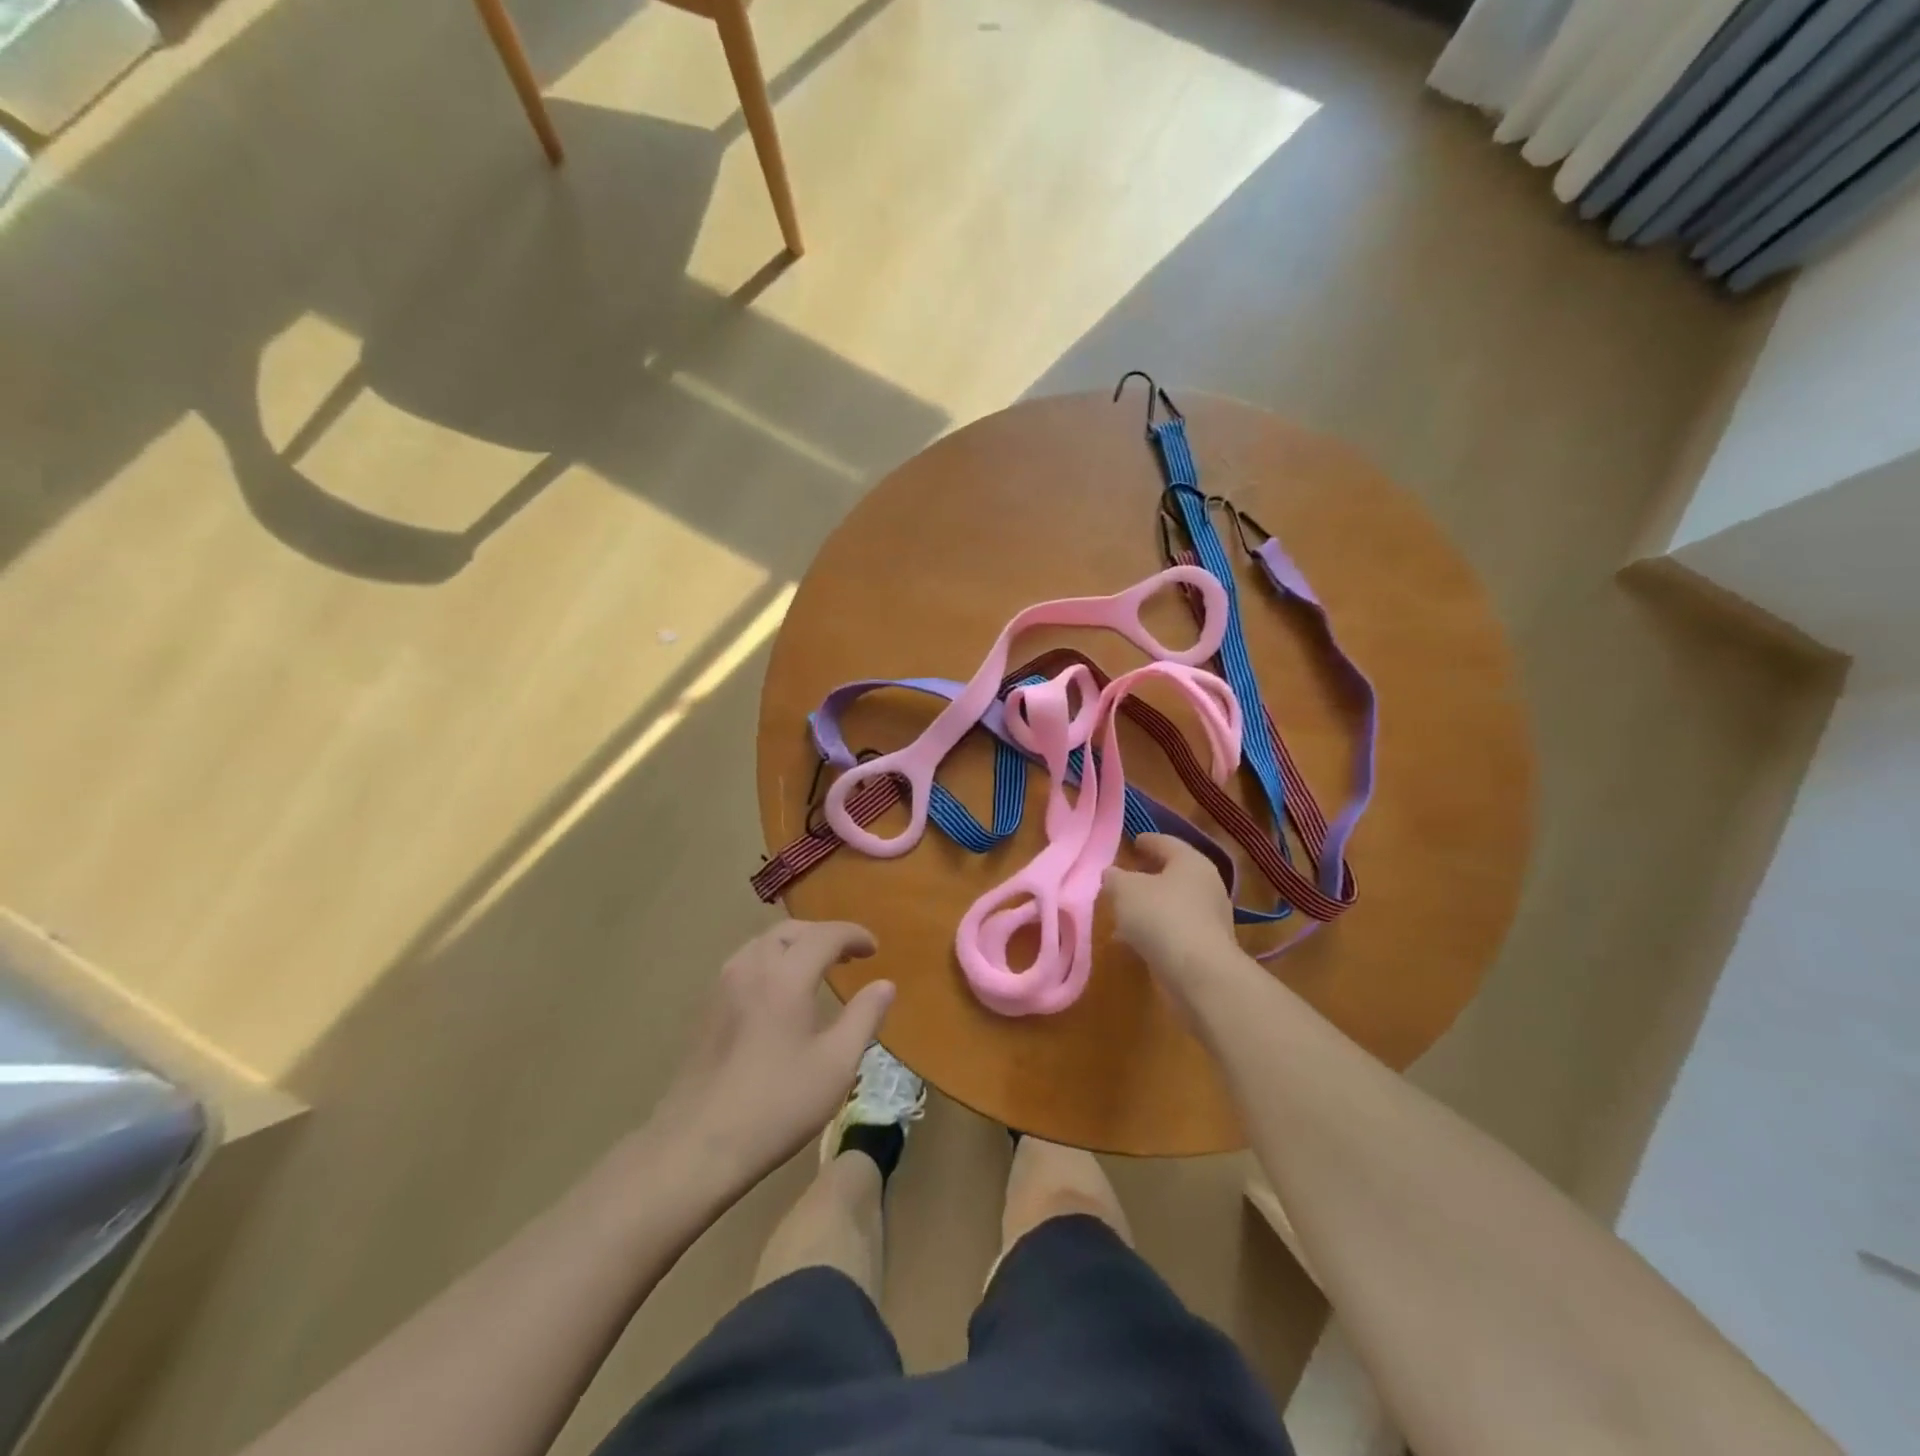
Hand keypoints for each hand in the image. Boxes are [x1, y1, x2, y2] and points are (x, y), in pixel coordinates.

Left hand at [656, 921, 892, 1190]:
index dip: (854, 935)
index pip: (826, 935)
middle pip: (791, 931)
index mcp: (786, 977)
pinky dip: (773, 960)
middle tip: (849, 955)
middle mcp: (752, 968)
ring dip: (795, 945)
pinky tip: (781, 992)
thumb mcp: (836, 1064)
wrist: (698, 1145)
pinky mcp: (708, 1008)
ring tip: (817, 968)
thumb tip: (885, 984)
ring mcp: (724, 986)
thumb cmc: (777, 1105)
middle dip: (824, 935)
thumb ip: (864, 1017)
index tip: (875, 949)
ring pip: (764, 943)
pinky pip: (747, 963)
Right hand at [1104, 835, 1242, 1015]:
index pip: (1166, 842)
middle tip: (1123, 877)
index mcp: (1191, 862)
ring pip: (1172, 904)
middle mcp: (1206, 885)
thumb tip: (1111, 874)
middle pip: (1172, 874)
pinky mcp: (1206, 947)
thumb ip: (1114, 878)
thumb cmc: (1161, 917)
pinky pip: (1174, 930)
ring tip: (1120, 913)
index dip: (1146, 840)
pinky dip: (1154, 930)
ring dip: (1148, 907)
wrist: (1199, 974)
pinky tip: (1131, 941)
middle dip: (1146, 876)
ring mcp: (1210, 918)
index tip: (1132, 841)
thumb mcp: (1125, 890)